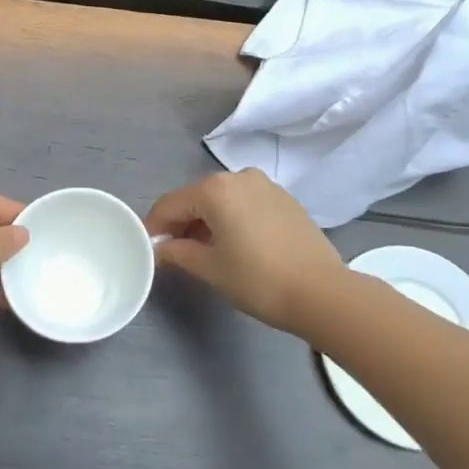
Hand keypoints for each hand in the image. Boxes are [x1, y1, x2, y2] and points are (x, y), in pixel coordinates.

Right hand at [145, 170, 349, 333]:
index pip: (171, 203)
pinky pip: (246, 203)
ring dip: (207, 220)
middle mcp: (239, 176)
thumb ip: (178, 253)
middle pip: (197, 197)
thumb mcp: (210, 268)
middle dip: (181, 222)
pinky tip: (235, 245)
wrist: (322, 292)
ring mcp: (265, 185)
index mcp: (215, 189)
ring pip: (223, 199)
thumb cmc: (258, 279)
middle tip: (173, 252)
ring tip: (203, 251)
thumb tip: (160, 249)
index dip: (155, 226)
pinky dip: (232, 218)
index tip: (146, 247)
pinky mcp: (284, 198)